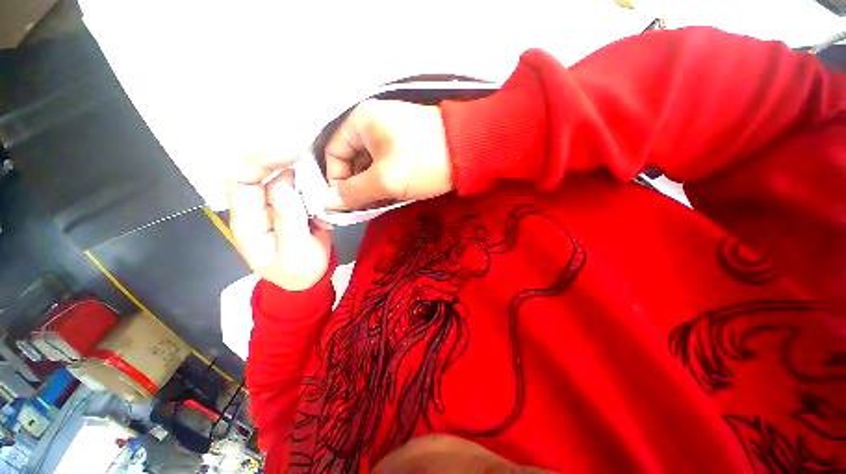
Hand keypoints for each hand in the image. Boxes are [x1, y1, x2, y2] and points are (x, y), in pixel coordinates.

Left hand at [227, 152, 331, 290]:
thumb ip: (288, 222)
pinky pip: (298, 187)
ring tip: (320, 177)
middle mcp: (256, 208)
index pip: (241, 179)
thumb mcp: (294, 254)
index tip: (292, 153)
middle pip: (258, 171)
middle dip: (280, 158)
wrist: (308, 280)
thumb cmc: (298, 272)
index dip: (262, 160)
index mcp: (248, 221)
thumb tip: (283, 186)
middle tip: (308, 154)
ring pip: (282, 177)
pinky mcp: (291, 207)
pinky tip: (322, 188)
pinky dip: (310, 183)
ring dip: (300, 172)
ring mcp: (274, 206)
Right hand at [325, 100, 452, 209]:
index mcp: (361, 121)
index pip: (333, 153)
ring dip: (372, 186)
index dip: (336, 180)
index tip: (346, 204)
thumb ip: (354, 193)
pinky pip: (387, 163)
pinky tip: (393, 194)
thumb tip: (330, 203)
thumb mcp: (384, 180)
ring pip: (371, 164)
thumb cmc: (422, 162)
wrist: (469, 152)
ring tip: (382, 203)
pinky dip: (386, 180)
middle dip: (357, 186)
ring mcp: (392, 132)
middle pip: (352, 160)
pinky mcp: (407, 144)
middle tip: (366, 208)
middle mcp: (373, 123)